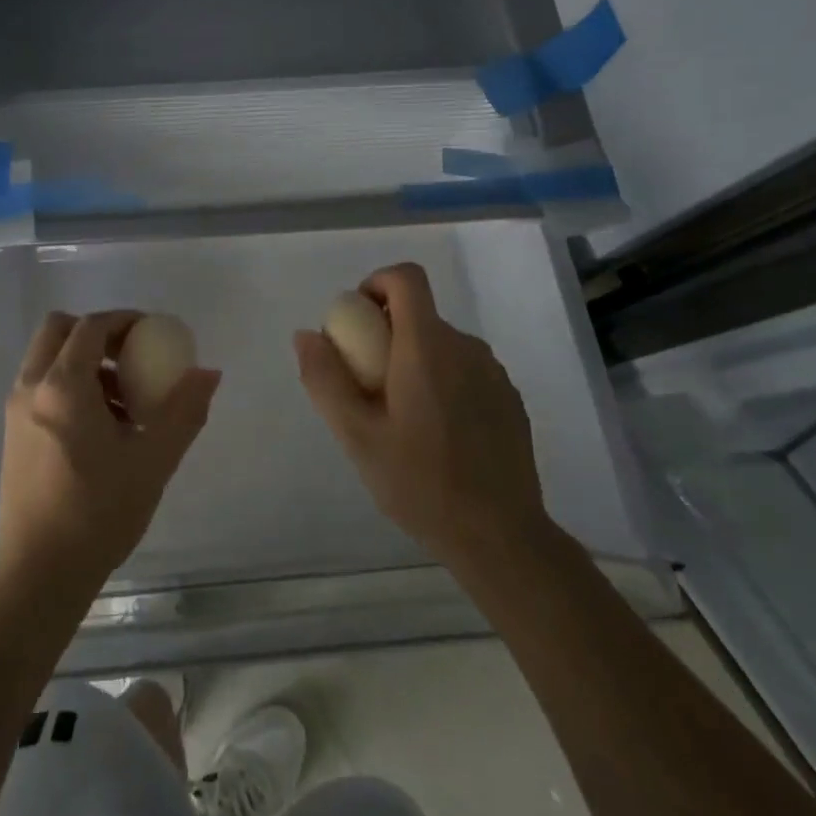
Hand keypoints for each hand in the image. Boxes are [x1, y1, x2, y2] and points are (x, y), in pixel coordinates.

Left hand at [0, 310, 220, 602]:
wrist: (39, 574)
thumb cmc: (98, 513)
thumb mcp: (153, 461)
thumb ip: (184, 411)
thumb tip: (208, 372)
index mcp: (62, 386)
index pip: (90, 326)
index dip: (124, 320)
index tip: (153, 332)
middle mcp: (31, 388)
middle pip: (58, 330)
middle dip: (96, 333)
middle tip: (131, 356)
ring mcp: (16, 412)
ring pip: (47, 359)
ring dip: (82, 361)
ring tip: (122, 400)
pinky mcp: (12, 435)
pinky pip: (40, 387)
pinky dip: (68, 385)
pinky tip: (99, 428)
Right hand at [294, 262, 546, 568]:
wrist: (501, 537)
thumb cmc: (420, 484)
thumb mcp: (356, 436)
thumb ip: (325, 379)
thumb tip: (306, 335)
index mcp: (427, 347)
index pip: (406, 278)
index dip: (376, 283)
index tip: (357, 320)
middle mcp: (465, 348)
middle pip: (419, 315)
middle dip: (386, 335)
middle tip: (367, 387)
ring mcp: (493, 373)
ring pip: (441, 344)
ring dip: (414, 360)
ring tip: (400, 417)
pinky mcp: (509, 399)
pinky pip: (465, 370)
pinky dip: (442, 381)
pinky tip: (437, 434)